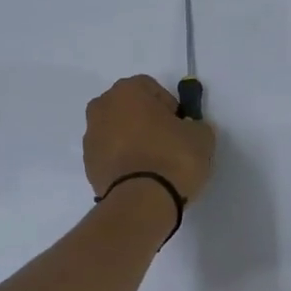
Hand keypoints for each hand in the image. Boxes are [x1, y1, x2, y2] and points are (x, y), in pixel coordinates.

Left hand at [84, 76, 216, 204]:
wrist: (141, 202)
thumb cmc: (172, 158)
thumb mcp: (202, 136)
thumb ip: (195, 125)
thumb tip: (189, 129)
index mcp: (127, 91)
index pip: (151, 88)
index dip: (169, 105)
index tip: (181, 126)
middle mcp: (102, 108)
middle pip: (129, 108)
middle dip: (146, 121)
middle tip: (168, 143)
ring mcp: (91, 138)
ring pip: (117, 132)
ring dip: (132, 141)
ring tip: (154, 165)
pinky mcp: (88, 166)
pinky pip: (111, 155)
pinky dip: (123, 161)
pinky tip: (141, 178)